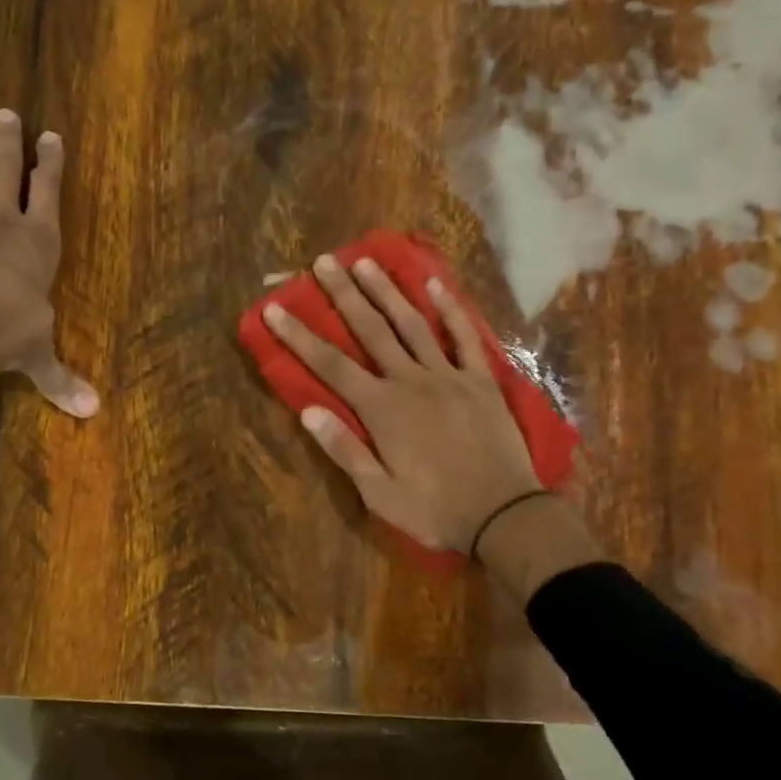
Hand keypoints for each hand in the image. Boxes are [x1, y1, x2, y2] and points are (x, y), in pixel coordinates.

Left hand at [0, 109, 97, 416]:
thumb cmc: (11, 332)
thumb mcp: (39, 356)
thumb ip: (60, 378)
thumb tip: (92, 412)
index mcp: (38, 242)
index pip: (48, 192)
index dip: (49, 163)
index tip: (49, 135)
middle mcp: (2, 224)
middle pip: (6, 173)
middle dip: (8, 143)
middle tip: (5, 114)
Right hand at [262, 255, 541, 553]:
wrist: (505, 518)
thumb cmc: (434, 510)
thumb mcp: (379, 494)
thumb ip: (344, 450)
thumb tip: (307, 411)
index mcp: (382, 410)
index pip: (330, 365)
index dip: (300, 336)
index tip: (276, 309)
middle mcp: (411, 382)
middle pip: (371, 330)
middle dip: (344, 295)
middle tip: (324, 261)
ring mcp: (449, 377)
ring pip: (413, 324)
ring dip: (388, 291)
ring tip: (367, 261)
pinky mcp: (481, 381)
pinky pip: (465, 338)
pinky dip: (451, 309)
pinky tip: (436, 284)